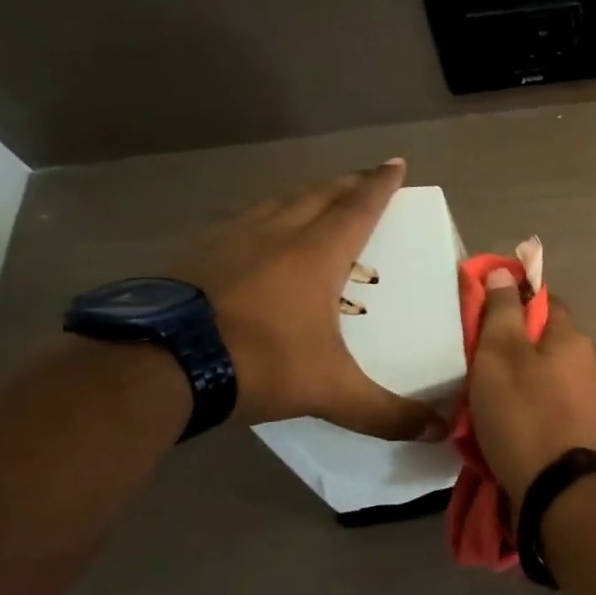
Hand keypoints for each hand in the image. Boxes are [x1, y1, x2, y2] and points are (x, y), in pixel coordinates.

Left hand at [171, 161, 446, 438]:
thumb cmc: (258, 363)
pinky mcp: (195, 252)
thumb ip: (386, 411)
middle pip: (319, 194)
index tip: (395, 162)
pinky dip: (263, 217)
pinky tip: (255, 236)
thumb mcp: (330, 392)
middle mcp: (277, 233)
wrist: (156, 364)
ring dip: (304, 195)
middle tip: (365, 179)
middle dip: (347, 183)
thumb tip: (439, 432)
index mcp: (317, 254)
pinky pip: (241, 221)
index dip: (380, 184)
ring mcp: (230, 238)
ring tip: (316, 199)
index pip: (358, 207)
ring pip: (277, 201)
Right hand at [469, 268, 595, 498]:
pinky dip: (538, 408)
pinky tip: (518, 424)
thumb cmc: (523, 414)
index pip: (546, 302)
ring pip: (554, 376)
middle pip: (549, 342)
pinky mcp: (590, 432)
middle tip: (483, 365)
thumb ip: (502, 312)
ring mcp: (595, 400)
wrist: (558, 489)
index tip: (487, 316)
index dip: (516, 302)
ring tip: (495, 399)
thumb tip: (506, 273)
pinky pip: (557, 407)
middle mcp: (592, 363)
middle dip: (518, 347)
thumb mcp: (499, 355)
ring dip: (528, 380)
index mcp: (573, 338)